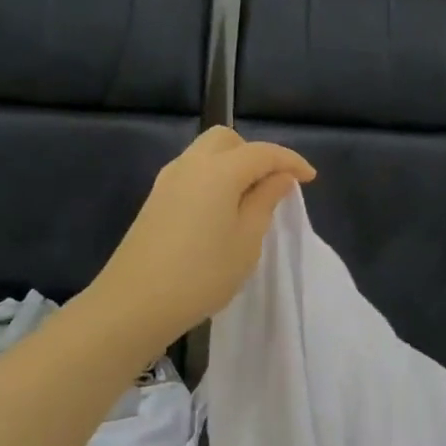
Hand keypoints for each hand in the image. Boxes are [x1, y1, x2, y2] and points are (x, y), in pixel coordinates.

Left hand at [94, 126, 314, 345]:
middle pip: (227, 140)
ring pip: (206, 154)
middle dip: (256, 154)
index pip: (262, 152)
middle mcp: (190, 165)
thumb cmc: (202, 274)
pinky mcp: (155, 200)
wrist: (134, 304)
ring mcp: (167, 181)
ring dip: (233, 166)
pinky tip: (222, 211)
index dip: (290, 161)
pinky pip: (192, 173)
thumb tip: (279, 177)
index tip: (311, 178)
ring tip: (251, 200)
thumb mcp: (247, 240)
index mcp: (218, 171)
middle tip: (273, 185)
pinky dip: (214, 179)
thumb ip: (265, 201)